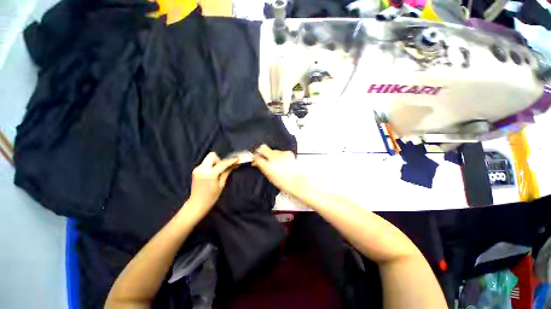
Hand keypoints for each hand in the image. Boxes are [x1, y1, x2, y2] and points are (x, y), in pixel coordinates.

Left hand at [188, 152, 237, 215]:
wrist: (197, 203)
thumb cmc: (211, 196)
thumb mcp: (221, 185)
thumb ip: (226, 172)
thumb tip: (234, 165)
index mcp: (210, 173)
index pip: (222, 163)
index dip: (230, 161)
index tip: (237, 159)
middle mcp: (202, 168)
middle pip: (212, 155)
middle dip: (219, 159)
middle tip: (223, 167)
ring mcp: (197, 169)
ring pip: (208, 159)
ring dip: (215, 162)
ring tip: (219, 171)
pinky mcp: (195, 170)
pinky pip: (205, 163)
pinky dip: (211, 165)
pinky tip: (214, 173)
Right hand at [252, 145, 304, 194]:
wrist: (297, 181)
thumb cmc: (282, 182)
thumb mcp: (269, 176)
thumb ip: (262, 167)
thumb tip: (257, 162)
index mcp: (267, 165)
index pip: (256, 157)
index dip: (254, 157)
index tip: (255, 159)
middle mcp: (273, 157)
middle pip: (263, 148)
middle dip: (261, 151)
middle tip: (262, 157)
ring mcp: (281, 153)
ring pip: (273, 150)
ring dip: (272, 155)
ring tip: (276, 162)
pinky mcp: (288, 153)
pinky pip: (281, 152)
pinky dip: (280, 156)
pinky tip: (283, 162)